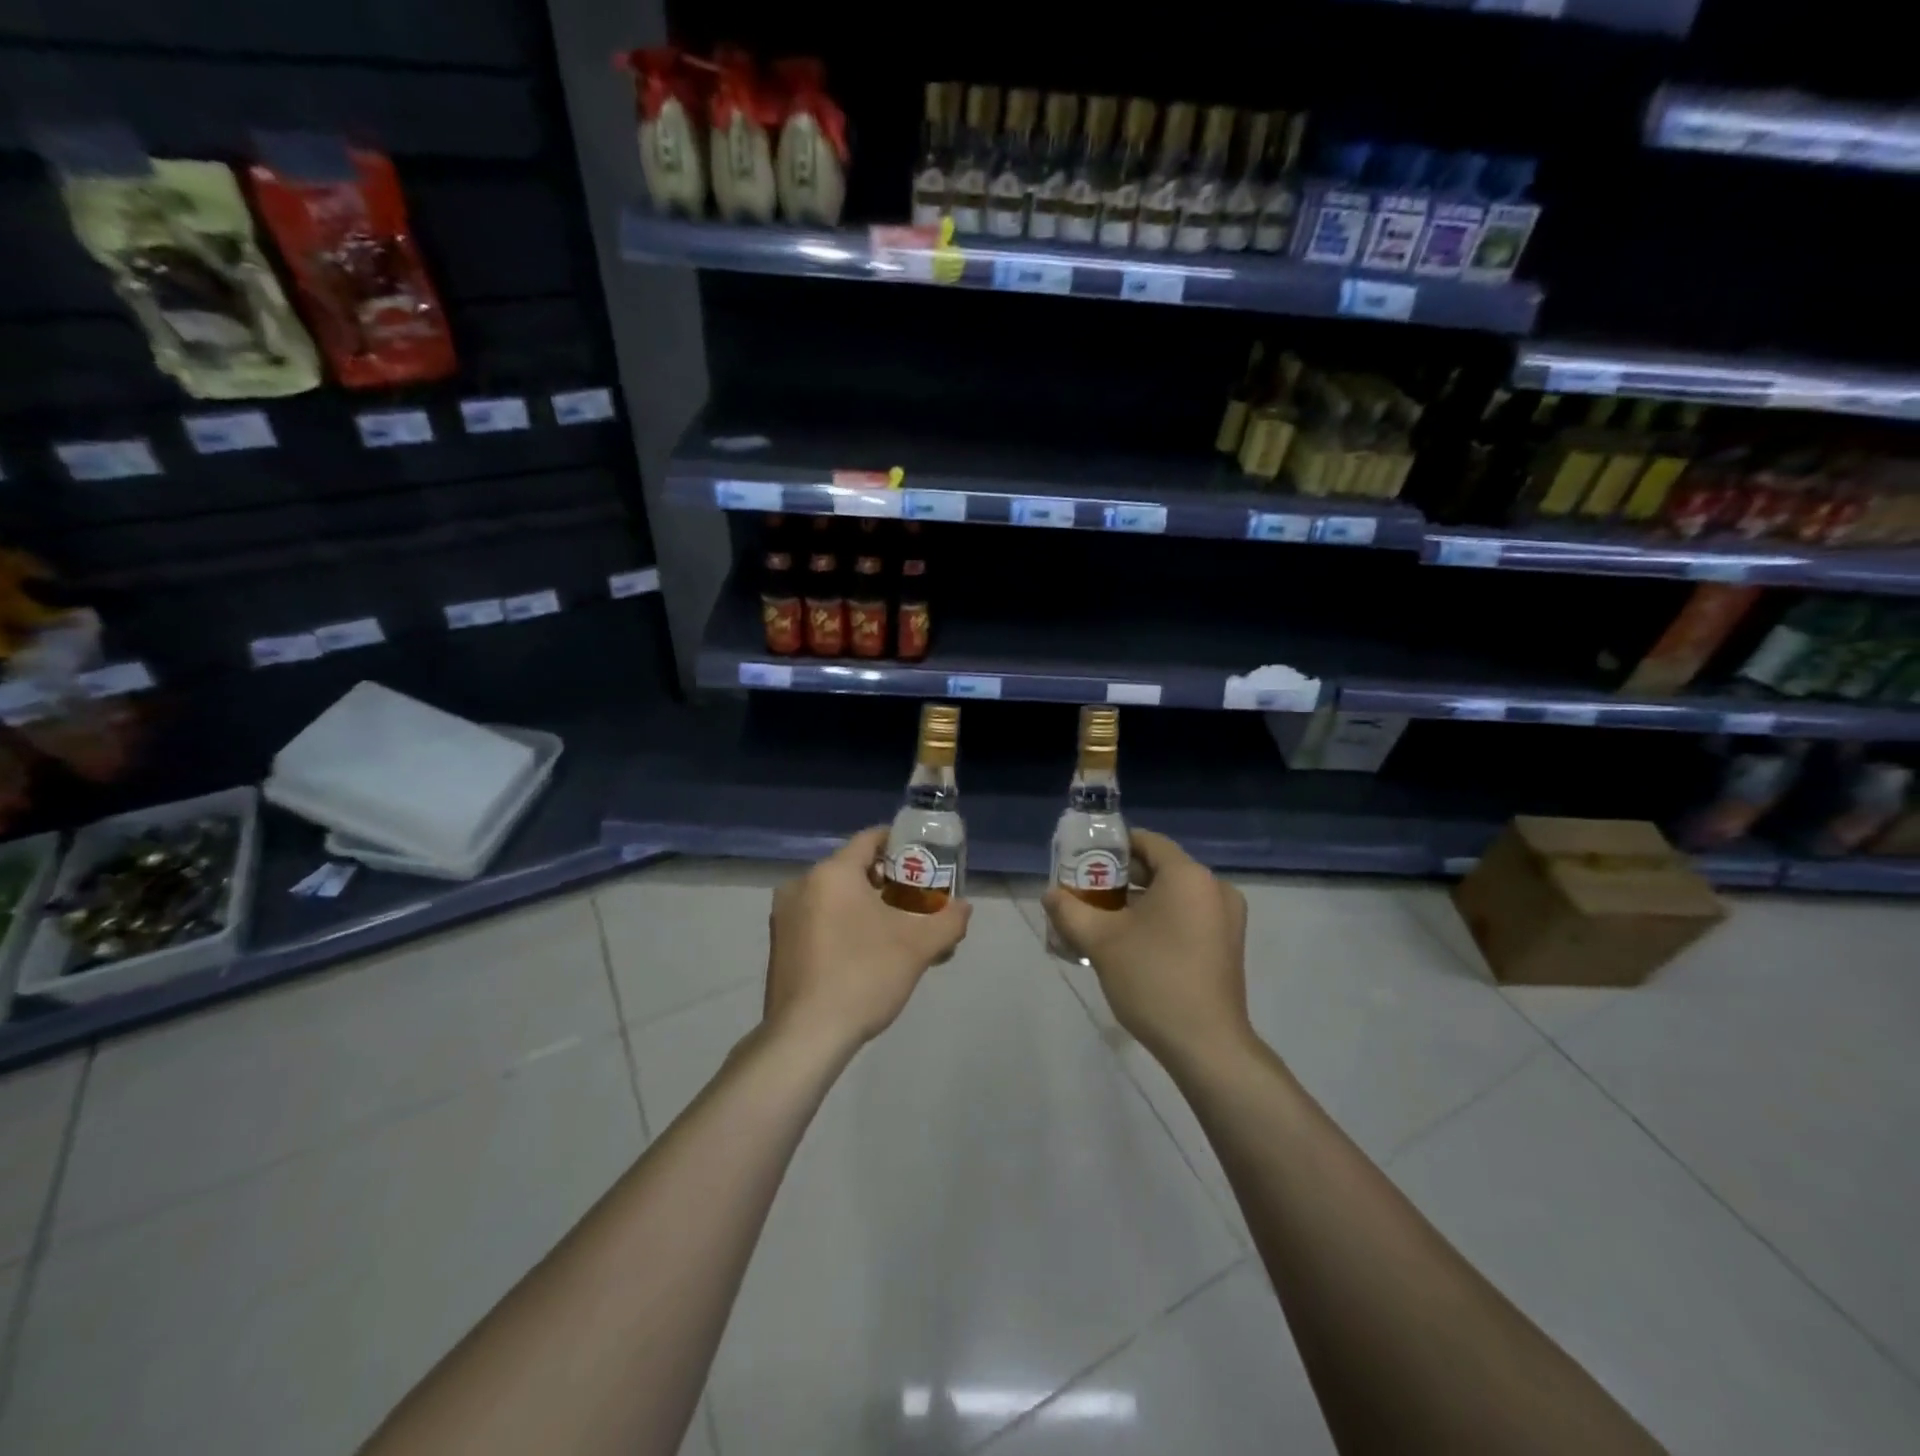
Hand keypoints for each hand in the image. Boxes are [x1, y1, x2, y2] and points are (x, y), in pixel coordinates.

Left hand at [764, 826, 971, 1054]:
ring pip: (834, 896)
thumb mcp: (918, 947)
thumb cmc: (863, 976)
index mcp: (832, 873)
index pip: (870, 839)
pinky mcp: (779, 944)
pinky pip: (818, 918)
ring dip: (865, 905)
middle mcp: (801, 884)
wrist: (806, 1036)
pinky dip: (842, 924)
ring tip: (895, 931)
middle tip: (916, 901)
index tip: (924, 860)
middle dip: (887, 881)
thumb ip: (948, 920)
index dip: (900, 844)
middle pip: (852, 868)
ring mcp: (785, 916)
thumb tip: (964, 908)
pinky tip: (864, 953)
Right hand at [1043, 828, 1251, 1069]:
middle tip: (1085, 894)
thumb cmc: (1153, 979)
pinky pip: (1188, 916)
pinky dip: (1160, 920)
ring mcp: (1226, 919)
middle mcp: (1214, 888)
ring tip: (1102, 921)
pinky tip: (1131, 944)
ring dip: (1138, 902)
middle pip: (1160, 868)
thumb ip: (1069, 910)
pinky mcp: (1227, 945)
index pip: (1147, 841)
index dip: (1112, 848)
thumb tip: (1050, 894)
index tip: (1083, 863)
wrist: (1206, 1045)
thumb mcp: (1100, 941)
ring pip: (1173, 895)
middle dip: (1120, 879)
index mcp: (1188, 876)